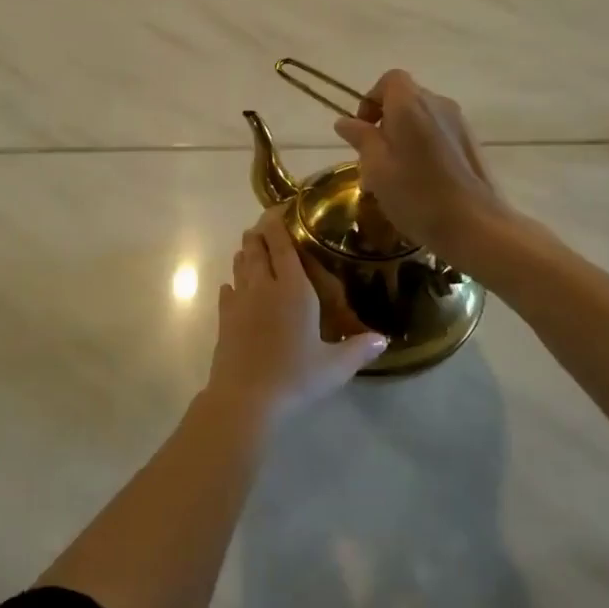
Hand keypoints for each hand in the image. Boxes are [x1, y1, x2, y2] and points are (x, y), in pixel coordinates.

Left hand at [208, 210, 387, 423]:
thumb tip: (383, 339)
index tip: (280, 209)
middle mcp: (263, 286)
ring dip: (246, 254)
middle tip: (266, 225)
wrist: (245, 398)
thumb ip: (359, 348)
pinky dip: (232, 284)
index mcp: (293, 289)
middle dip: (260, 233)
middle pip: (256, 248)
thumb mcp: (335, 366)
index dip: (278, 223)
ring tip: (252, 248)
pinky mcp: (224, 320)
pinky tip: (234, 288)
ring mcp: (239, 302)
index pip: (282, 245)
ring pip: (240, 266)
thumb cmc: (295, 376)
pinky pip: (227, 292)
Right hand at [332, 69, 512, 270]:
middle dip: (386, 121)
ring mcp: (459, 124)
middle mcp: (438, 105)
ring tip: (395, 174)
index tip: (362, 129)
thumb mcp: (377, 168)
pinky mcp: (471, 144)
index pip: (390, 80)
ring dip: (404, 136)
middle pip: (406, 98)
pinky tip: (420, 181)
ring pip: (423, 118)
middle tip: (373, 157)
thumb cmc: (417, 196)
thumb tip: (345, 121)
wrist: (476, 226)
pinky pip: (439, 134)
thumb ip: (361, 138)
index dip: (371, 99)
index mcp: (411, 105)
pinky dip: (424, 147)